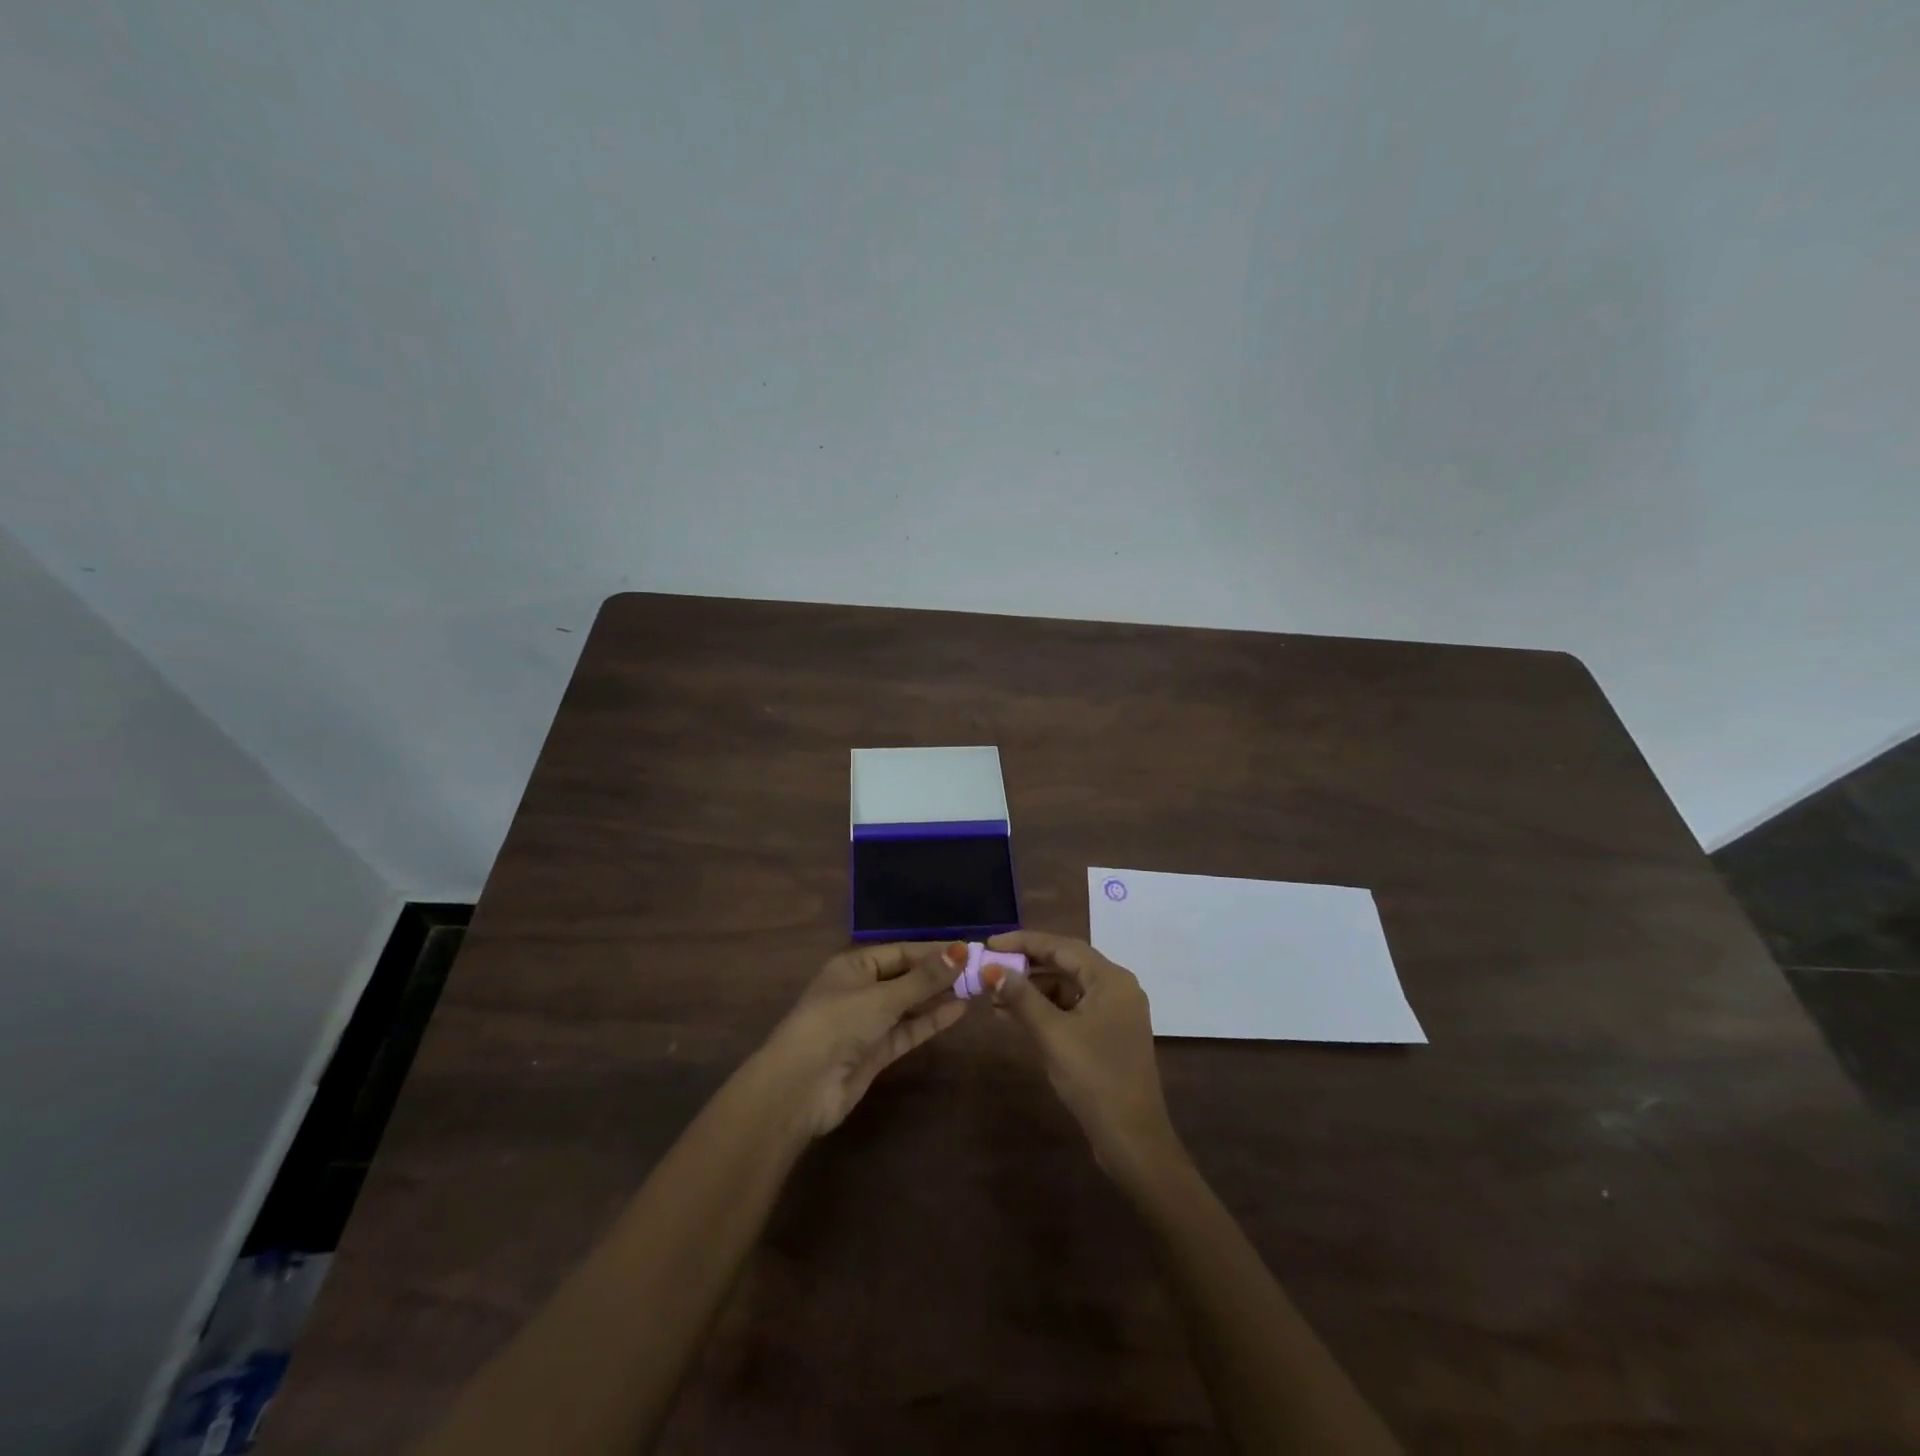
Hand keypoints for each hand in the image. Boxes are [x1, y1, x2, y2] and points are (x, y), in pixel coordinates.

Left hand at [764, 942, 969, 1136]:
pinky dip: (931, 1020)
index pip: (900, 951)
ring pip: (910, 1004)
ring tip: (976, 987)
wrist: (802, 1087)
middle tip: (979, 969)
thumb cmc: (838, 1024)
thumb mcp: (882, 997)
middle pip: (906, 976)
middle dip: (939, 973)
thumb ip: (924, 978)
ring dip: (939, 996)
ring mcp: (869, 1022)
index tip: (969, 949)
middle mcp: (861, 989)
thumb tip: (961, 950)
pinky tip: (958, 1010)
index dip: (933, 951)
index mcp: (854, 965)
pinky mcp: (877, 1051)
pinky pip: (909, 1029)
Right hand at [984, 931, 1185, 1181]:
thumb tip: (991, 969)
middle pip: (1065, 964)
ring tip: (994, 997)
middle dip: (1025, 967)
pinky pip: (1071, 1009)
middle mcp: (1116, 988)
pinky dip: (1044, 1010)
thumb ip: (1022, 997)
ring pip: (1066, 988)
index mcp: (1111, 979)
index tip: (990, 943)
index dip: (1023, 942)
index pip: (1061, 946)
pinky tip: (1014, 1017)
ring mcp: (1114, 1013)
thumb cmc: (1094, 1078)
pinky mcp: (1107, 1035)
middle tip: (989, 969)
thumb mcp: (1053, 1034)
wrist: (1132, 1139)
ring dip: (1032, 991)